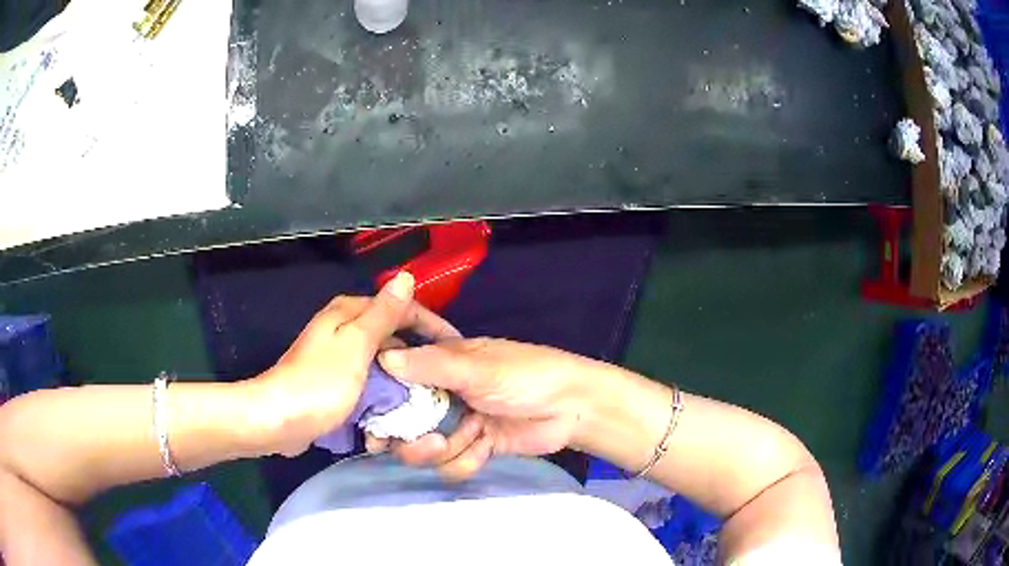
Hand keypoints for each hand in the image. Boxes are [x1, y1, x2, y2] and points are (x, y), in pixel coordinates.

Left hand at [250, 272, 460, 456]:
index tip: (456, 347)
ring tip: (426, 401)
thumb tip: (406, 277)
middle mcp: (344, 330)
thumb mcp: (356, 345)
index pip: (401, 309)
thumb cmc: (320, 383)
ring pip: (382, 364)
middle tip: (444, 381)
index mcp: (349, 313)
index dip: (430, 325)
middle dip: (417, 357)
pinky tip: (395, 412)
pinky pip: (369, 384)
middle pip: (392, 337)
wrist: (278, 420)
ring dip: (401, 381)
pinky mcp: (336, 384)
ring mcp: (339, 359)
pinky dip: (382, 395)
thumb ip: (384, 314)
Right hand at [375, 338, 603, 479]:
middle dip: (405, 438)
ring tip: (467, 439)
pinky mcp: (475, 448)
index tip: (366, 420)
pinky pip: (453, 464)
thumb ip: (432, 366)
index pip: (394, 379)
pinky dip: (466, 461)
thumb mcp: (478, 367)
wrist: (571, 408)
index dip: (377, 400)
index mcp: (438, 366)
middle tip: (404, 444)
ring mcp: (457, 424)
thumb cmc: (526, 375)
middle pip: (402, 423)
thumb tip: (382, 358)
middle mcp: (441, 396)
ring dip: (440, 450)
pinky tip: (484, 449)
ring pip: (425, 448)